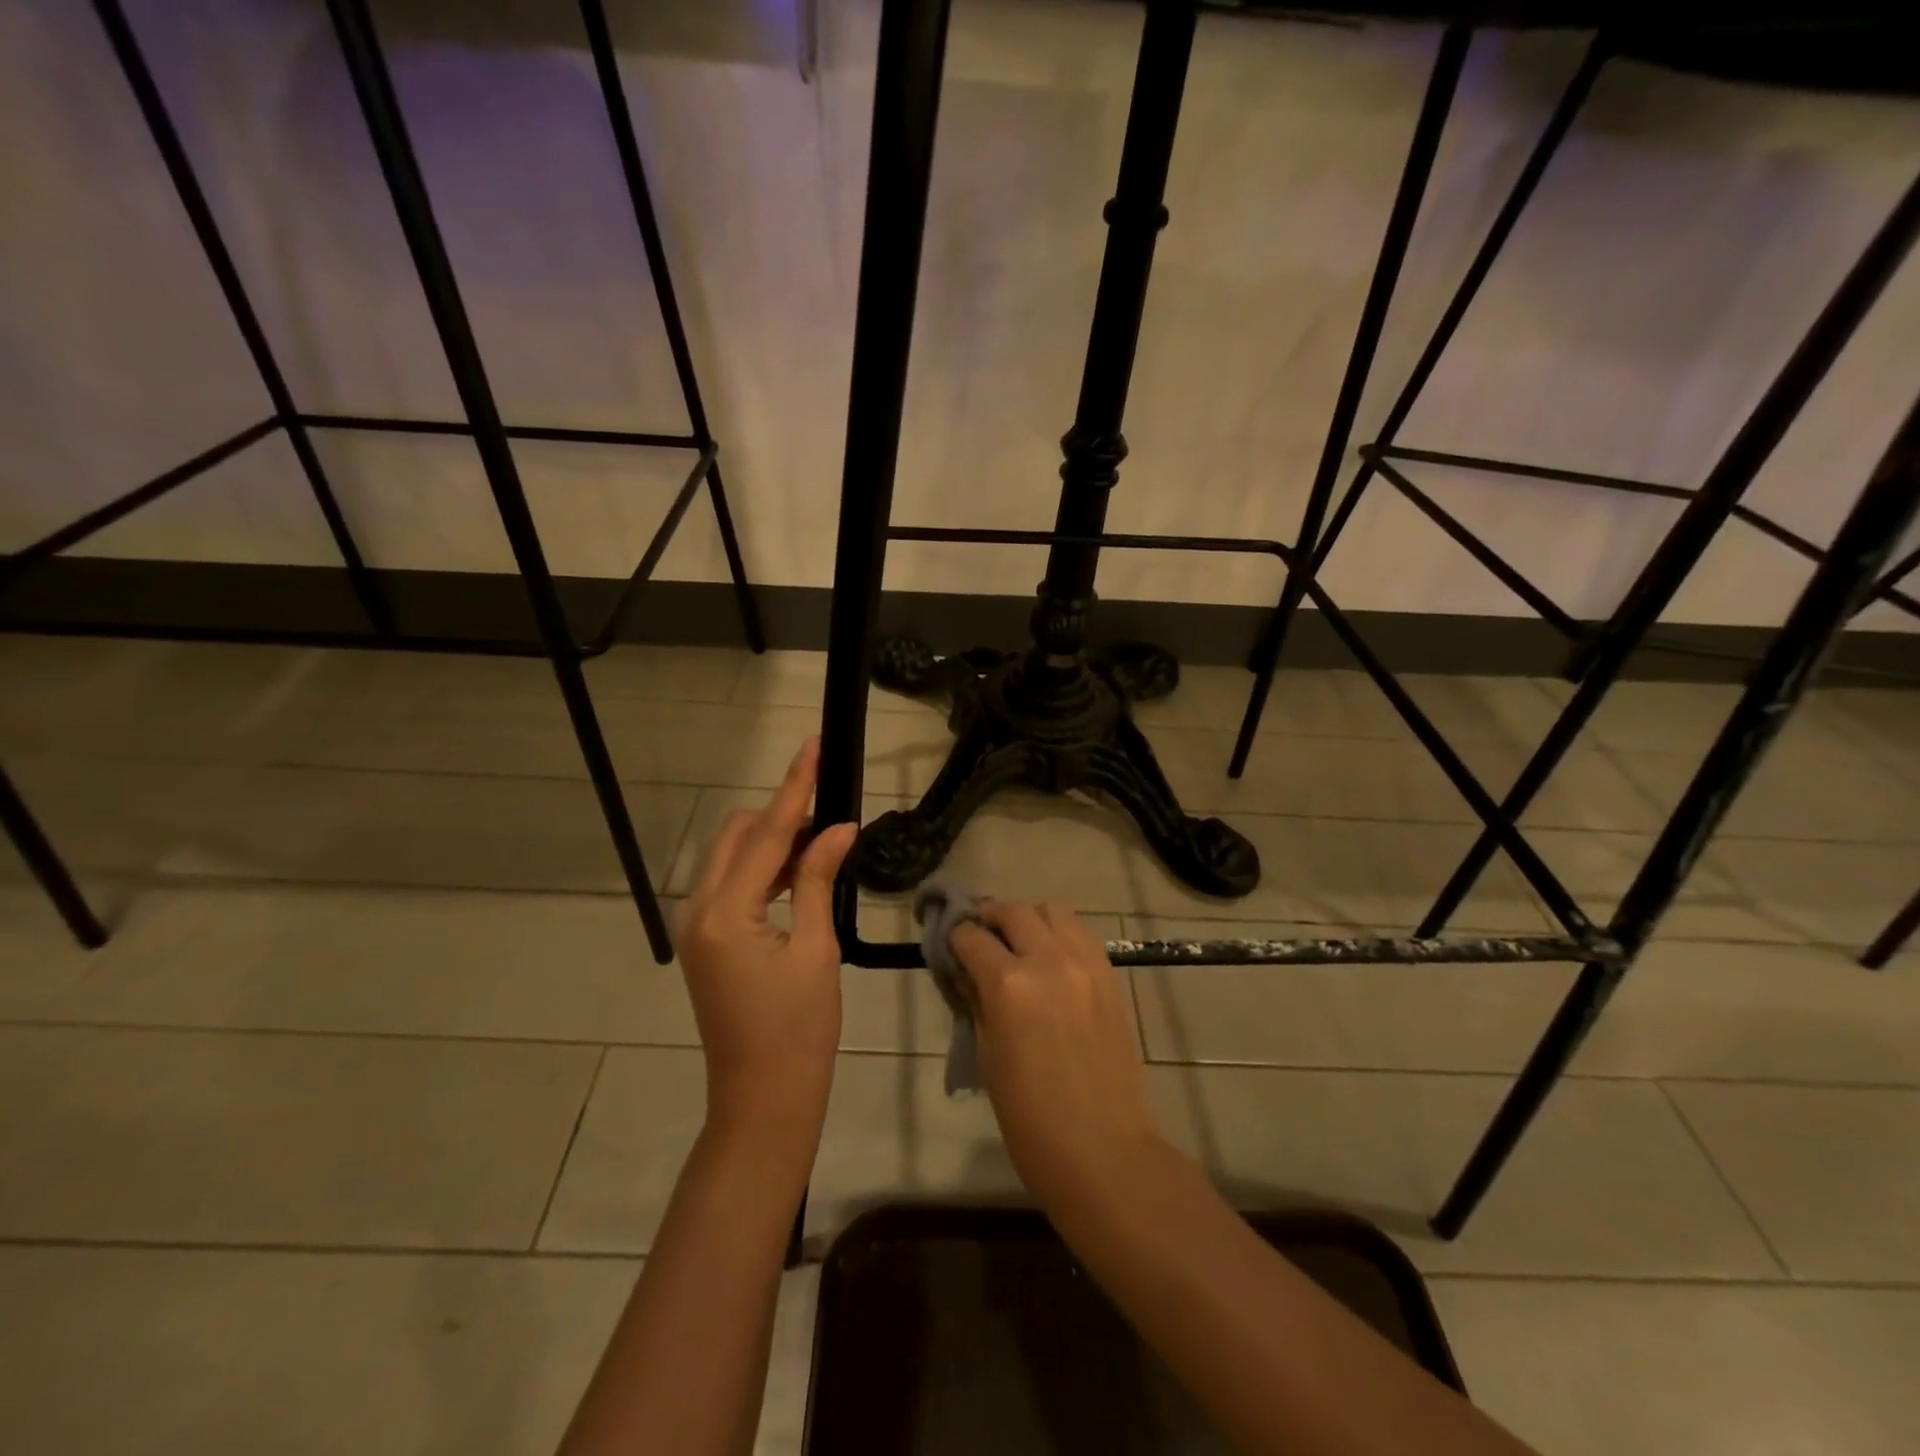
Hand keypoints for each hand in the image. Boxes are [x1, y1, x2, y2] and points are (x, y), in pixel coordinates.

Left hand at [676, 739, 856, 1158]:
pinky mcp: (705, 941)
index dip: (794, 786)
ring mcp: (697, 927)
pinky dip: (763, 870)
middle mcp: (699, 910)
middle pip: (737, 836)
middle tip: (830, 814)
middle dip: (781, 815)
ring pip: (732, 858)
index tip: (813, 745)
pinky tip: (798, 873)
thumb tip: (838, 828)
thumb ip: (818, 880)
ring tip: (822, 842)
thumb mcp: (816, 949)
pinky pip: (731, 884)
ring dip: (772, 843)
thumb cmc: (799, 1030)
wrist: (764, 1100)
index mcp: (725, 913)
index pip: (766, 833)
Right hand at [950, 902, 1162, 1212]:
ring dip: (1028, 918)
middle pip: (1012, 910)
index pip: (971, 937)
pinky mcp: (1109, 975)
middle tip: (980, 936)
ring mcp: (1085, 964)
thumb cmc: (1030, 1118)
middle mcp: (1048, 960)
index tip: (950, 947)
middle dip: (989, 918)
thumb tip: (967, 972)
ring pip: (1052, 910)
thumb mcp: (988, 1057)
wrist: (1103, 1150)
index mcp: (1009, 984)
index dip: (955, 939)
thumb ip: (977, 1002)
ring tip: (1019, 942)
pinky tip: (1052, 959)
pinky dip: (1060, 934)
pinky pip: (1080, 933)